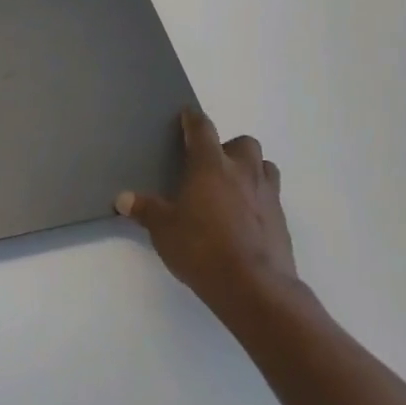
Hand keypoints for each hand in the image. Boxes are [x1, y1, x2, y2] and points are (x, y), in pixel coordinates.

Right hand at [116, 108, 301, 319]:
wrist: (255, 288)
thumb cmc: (203, 249)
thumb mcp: (164, 230)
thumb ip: (145, 210)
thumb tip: (122, 199)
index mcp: (210, 166)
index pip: (203, 129)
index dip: (193, 120)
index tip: (187, 116)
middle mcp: (243, 172)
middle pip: (243, 143)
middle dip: (229, 148)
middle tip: (212, 165)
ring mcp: (267, 195)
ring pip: (265, 167)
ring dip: (251, 170)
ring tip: (233, 188)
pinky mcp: (282, 221)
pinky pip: (272, 197)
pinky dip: (259, 200)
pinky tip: (245, 219)